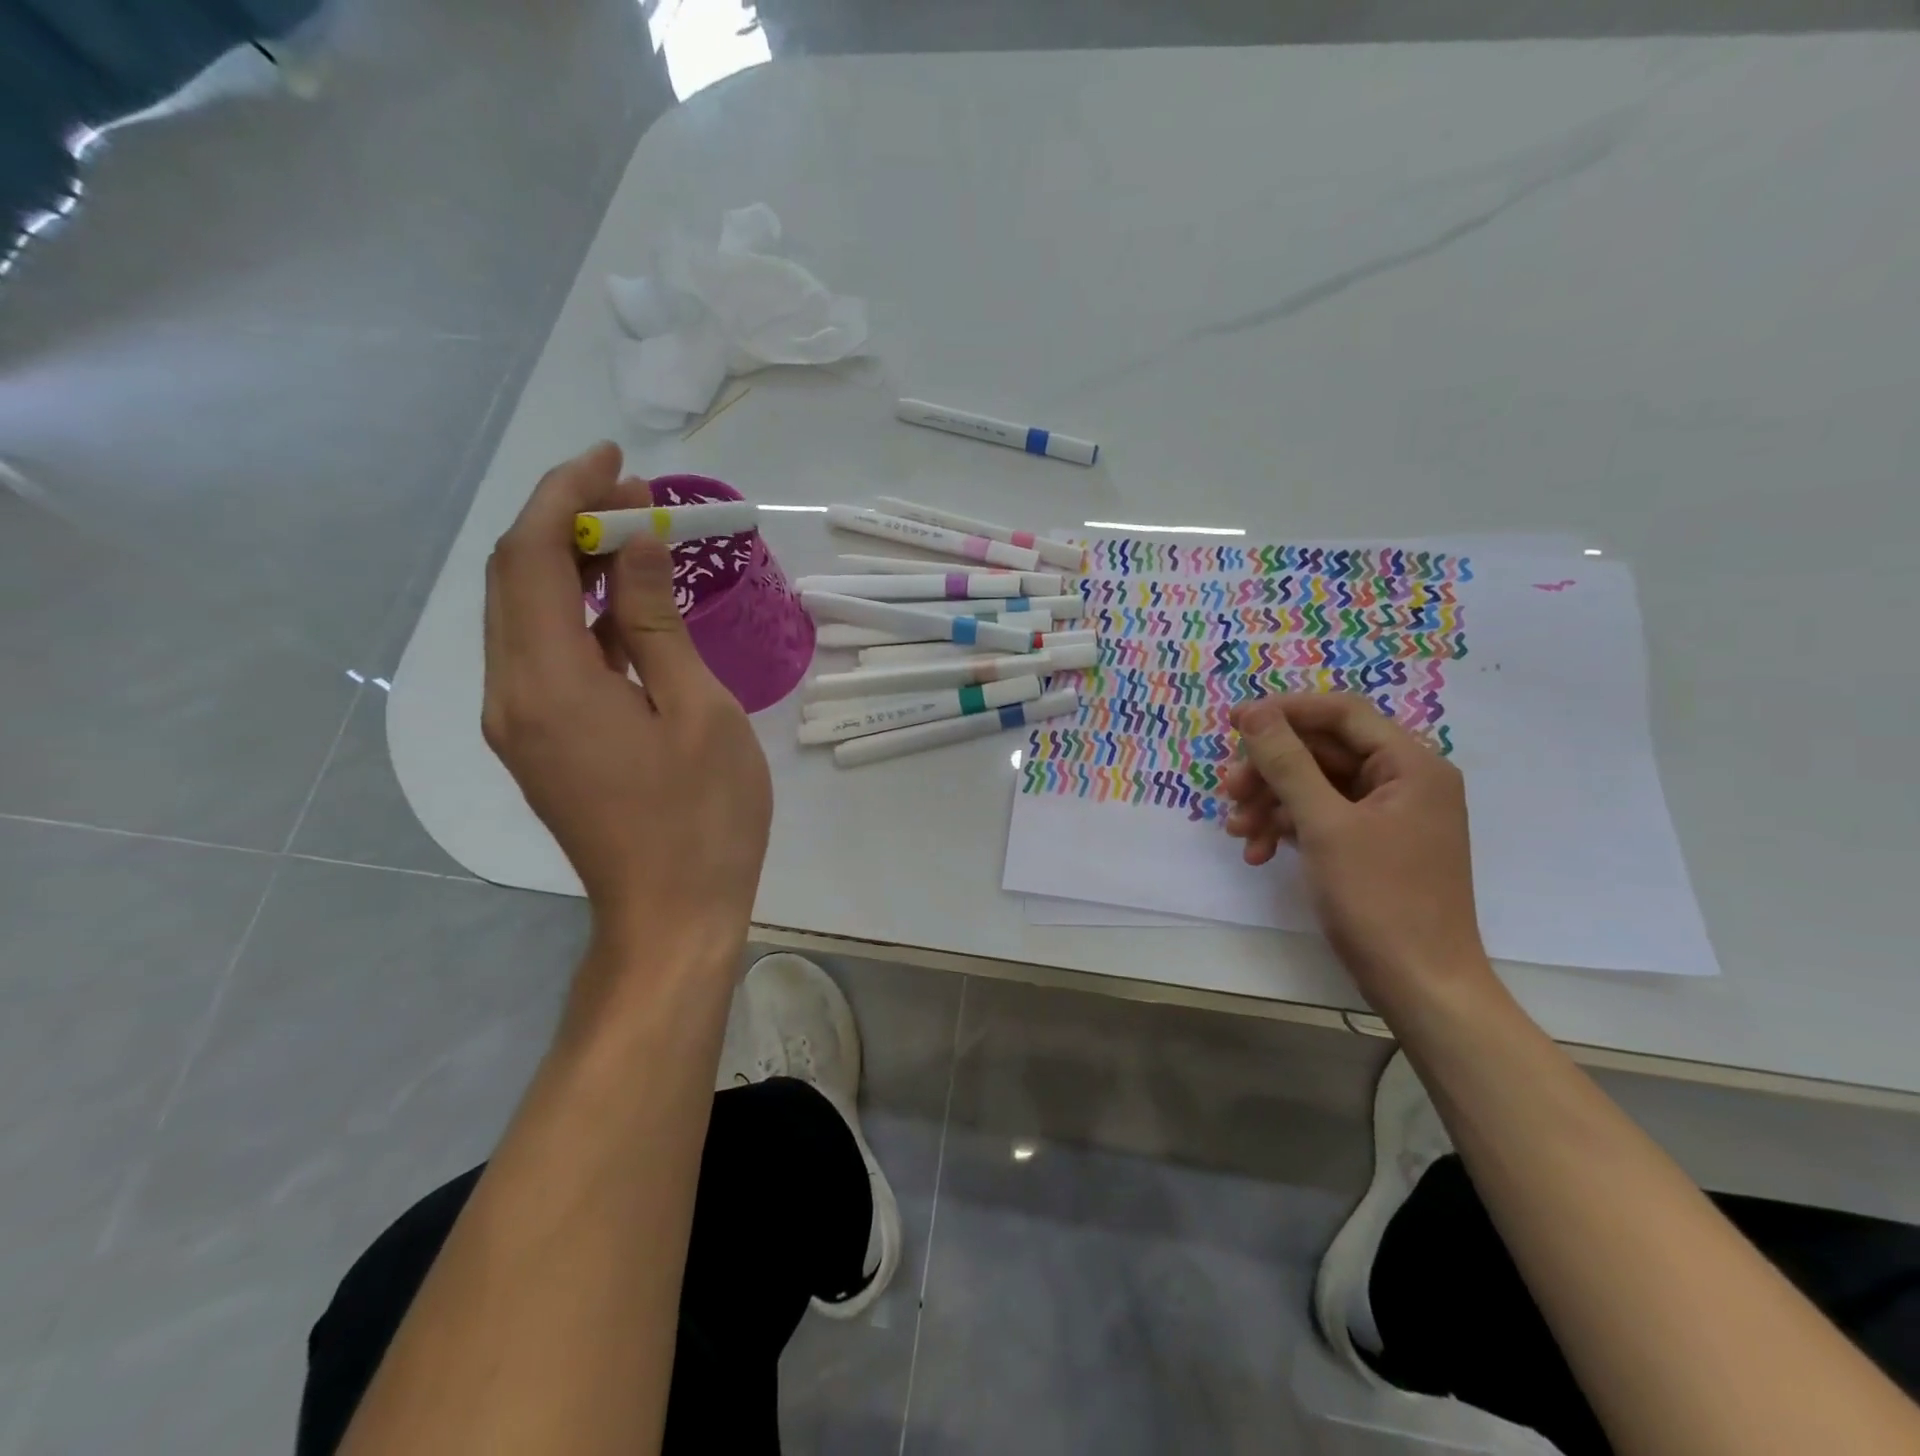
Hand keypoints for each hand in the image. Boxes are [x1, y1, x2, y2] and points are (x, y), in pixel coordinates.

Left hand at [482, 442, 771, 952]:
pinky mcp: (538, 744)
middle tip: (635, 499)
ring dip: (570, 567)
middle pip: (513, 578)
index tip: (617, 463)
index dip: (567, 496)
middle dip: (565, 522)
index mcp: (548, 684)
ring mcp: (519, 724)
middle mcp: (512, 696)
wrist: (671, 916)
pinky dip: (575, 616)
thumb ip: (654, 622)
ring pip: (522, 616)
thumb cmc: (704, 818)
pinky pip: (541, 656)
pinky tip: (623, 608)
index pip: (532, 557)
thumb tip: (636, 544)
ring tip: (633, 541)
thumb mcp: (697, 710)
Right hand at [1223, 694, 1489, 1013]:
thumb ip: (1287, 763)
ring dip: (1271, 804)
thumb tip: (1255, 712)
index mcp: (1410, 765)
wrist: (1420, 986)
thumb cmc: (1379, 899)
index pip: (1342, 714)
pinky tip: (1258, 854)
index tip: (1233, 721)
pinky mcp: (1371, 846)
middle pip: (1323, 752)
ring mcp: (1388, 816)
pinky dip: (1287, 829)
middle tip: (1228, 792)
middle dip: (1271, 770)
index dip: (1285, 712)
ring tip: (1237, 832)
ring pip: (1315, 787)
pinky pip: (1321, 818)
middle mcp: (1404, 781)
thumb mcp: (1324, 825)